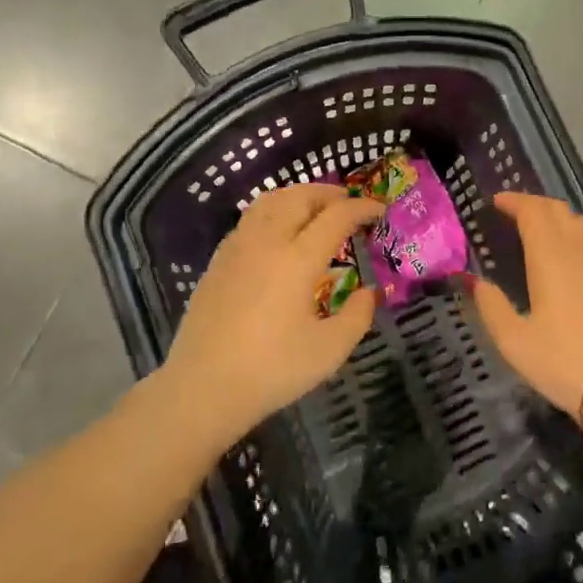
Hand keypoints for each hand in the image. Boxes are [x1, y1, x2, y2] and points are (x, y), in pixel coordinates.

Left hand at [165, 184, 384, 438]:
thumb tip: (369, 292)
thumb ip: (358, 316)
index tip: (379, 211)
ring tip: (314, 209)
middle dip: (329, 193)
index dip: (361, 208)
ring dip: (298, 196)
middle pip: (299, 197)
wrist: (202, 388)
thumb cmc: (271, 370)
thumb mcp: (330, 351)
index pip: (336, 217)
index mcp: (297, 259)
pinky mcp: (218, 260)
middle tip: (349, 204)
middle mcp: (267, 242)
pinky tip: (278, 233)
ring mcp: (237, 248)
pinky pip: (250, 218)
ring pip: (270, 201)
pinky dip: (273, 211)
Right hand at [469, 192, 582, 416]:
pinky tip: (577, 257)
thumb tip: (477, 282)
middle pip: (558, 210)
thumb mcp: (514, 341)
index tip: (497, 202)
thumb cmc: (562, 362)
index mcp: (550, 257)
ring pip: (582, 224)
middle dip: (534, 205)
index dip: (514, 201)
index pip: (532, 211)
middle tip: (515, 213)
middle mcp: (580, 250)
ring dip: (559, 218)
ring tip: (543, 230)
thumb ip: (491, 306)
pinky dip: (581, 238)